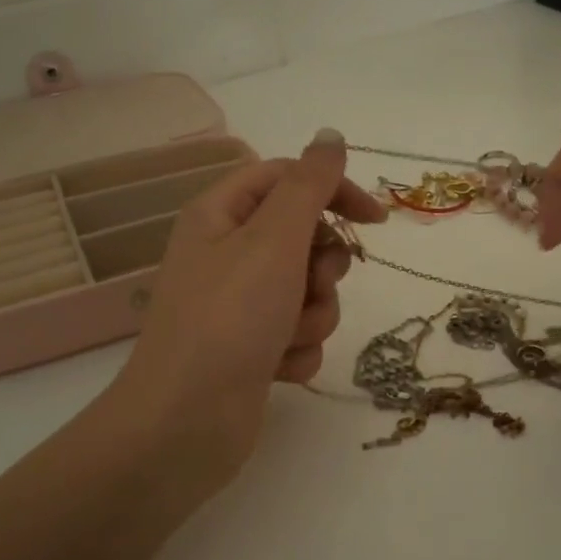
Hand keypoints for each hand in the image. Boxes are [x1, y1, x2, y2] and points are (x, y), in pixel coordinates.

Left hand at [110, 129, 387, 492]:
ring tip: (285, 337)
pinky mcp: (251, 349)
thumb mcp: (273, 240)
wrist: (185, 424)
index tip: (376, 220)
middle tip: (309, 284)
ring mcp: (239, 305)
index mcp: (220, 215)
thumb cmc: (228, 320)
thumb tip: (330, 135)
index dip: (333, 191)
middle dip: (321, 268)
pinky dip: (297, 350)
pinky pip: (299, 334)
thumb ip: (309, 185)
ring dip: (312, 315)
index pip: (288, 179)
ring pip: (309, 292)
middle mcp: (227, 254)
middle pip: (304, 239)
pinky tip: (276, 369)